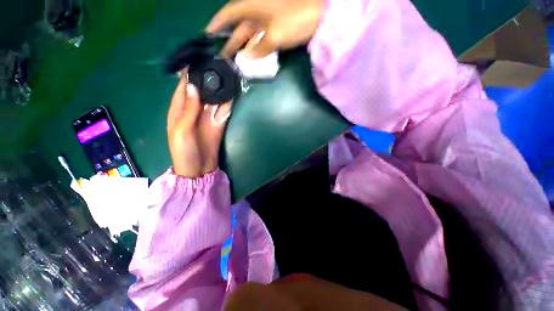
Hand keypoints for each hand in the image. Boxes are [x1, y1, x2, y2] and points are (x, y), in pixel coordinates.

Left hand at [167, 72, 231, 177]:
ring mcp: (208, 117)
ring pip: (213, 99)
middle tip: (218, 66)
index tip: (199, 62)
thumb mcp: (181, 130)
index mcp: (179, 110)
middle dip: (208, 80)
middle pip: (201, 91)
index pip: (183, 88)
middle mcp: (194, 110)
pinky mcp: (218, 123)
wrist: (199, 168)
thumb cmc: (183, 151)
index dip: (189, 75)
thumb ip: (188, 110)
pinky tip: (232, 93)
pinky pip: (223, 110)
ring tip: (227, 76)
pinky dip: (227, 102)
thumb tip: (193, 87)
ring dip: (219, 90)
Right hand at [207, 0, 324, 57]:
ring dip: (244, 47)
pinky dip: (257, 49)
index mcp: (253, 6)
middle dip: (231, 41)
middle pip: (239, 28)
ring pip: (251, 35)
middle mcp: (258, 12)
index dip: (218, 24)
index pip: (229, 14)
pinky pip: (262, 39)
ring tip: (236, 61)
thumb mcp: (275, 36)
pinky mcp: (277, 29)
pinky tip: (253, 58)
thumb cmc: (295, 20)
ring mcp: (268, 21)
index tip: (207, 34)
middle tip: (222, 57)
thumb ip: (260, 48)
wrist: (321, 16)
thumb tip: (248, 58)